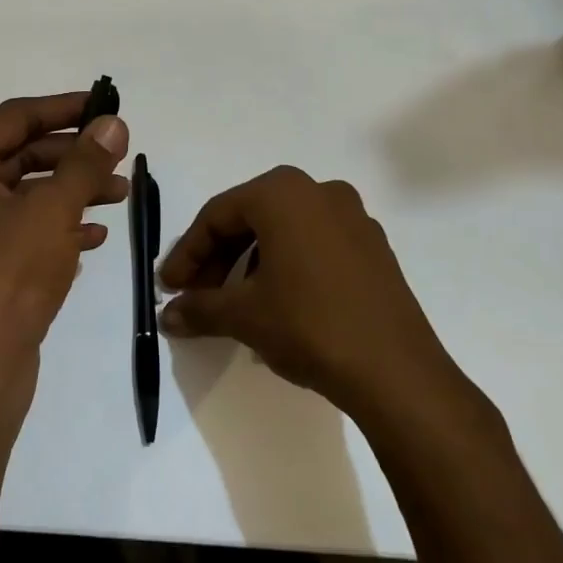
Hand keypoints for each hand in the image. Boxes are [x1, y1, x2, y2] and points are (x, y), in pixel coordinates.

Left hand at [0, 93, 129, 424]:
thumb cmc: (8, 277)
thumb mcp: (53, 210)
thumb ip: (85, 162)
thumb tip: (112, 123)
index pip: (14, 118)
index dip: (64, 108)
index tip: (105, 107)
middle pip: (20, 155)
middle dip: (73, 156)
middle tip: (119, 157)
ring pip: (25, 195)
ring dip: (71, 191)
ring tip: (120, 195)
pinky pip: (21, 231)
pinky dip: (57, 227)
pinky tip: (94, 235)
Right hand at [158, 166, 471, 421]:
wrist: (396, 371)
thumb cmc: (309, 325)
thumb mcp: (244, 316)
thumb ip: (199, 308)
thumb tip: (166, 316)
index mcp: (283, 193)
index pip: (218, 215)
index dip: (187, 253)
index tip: (168, 287)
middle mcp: (319, 191)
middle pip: (251, 218)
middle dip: (218, 258)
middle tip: (197, 295)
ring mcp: (353, 217)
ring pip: (284, 230)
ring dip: (251, 262)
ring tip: (235, 304)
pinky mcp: (373, 246)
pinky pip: (315, 244)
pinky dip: (287, 265)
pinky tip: (277, 303)